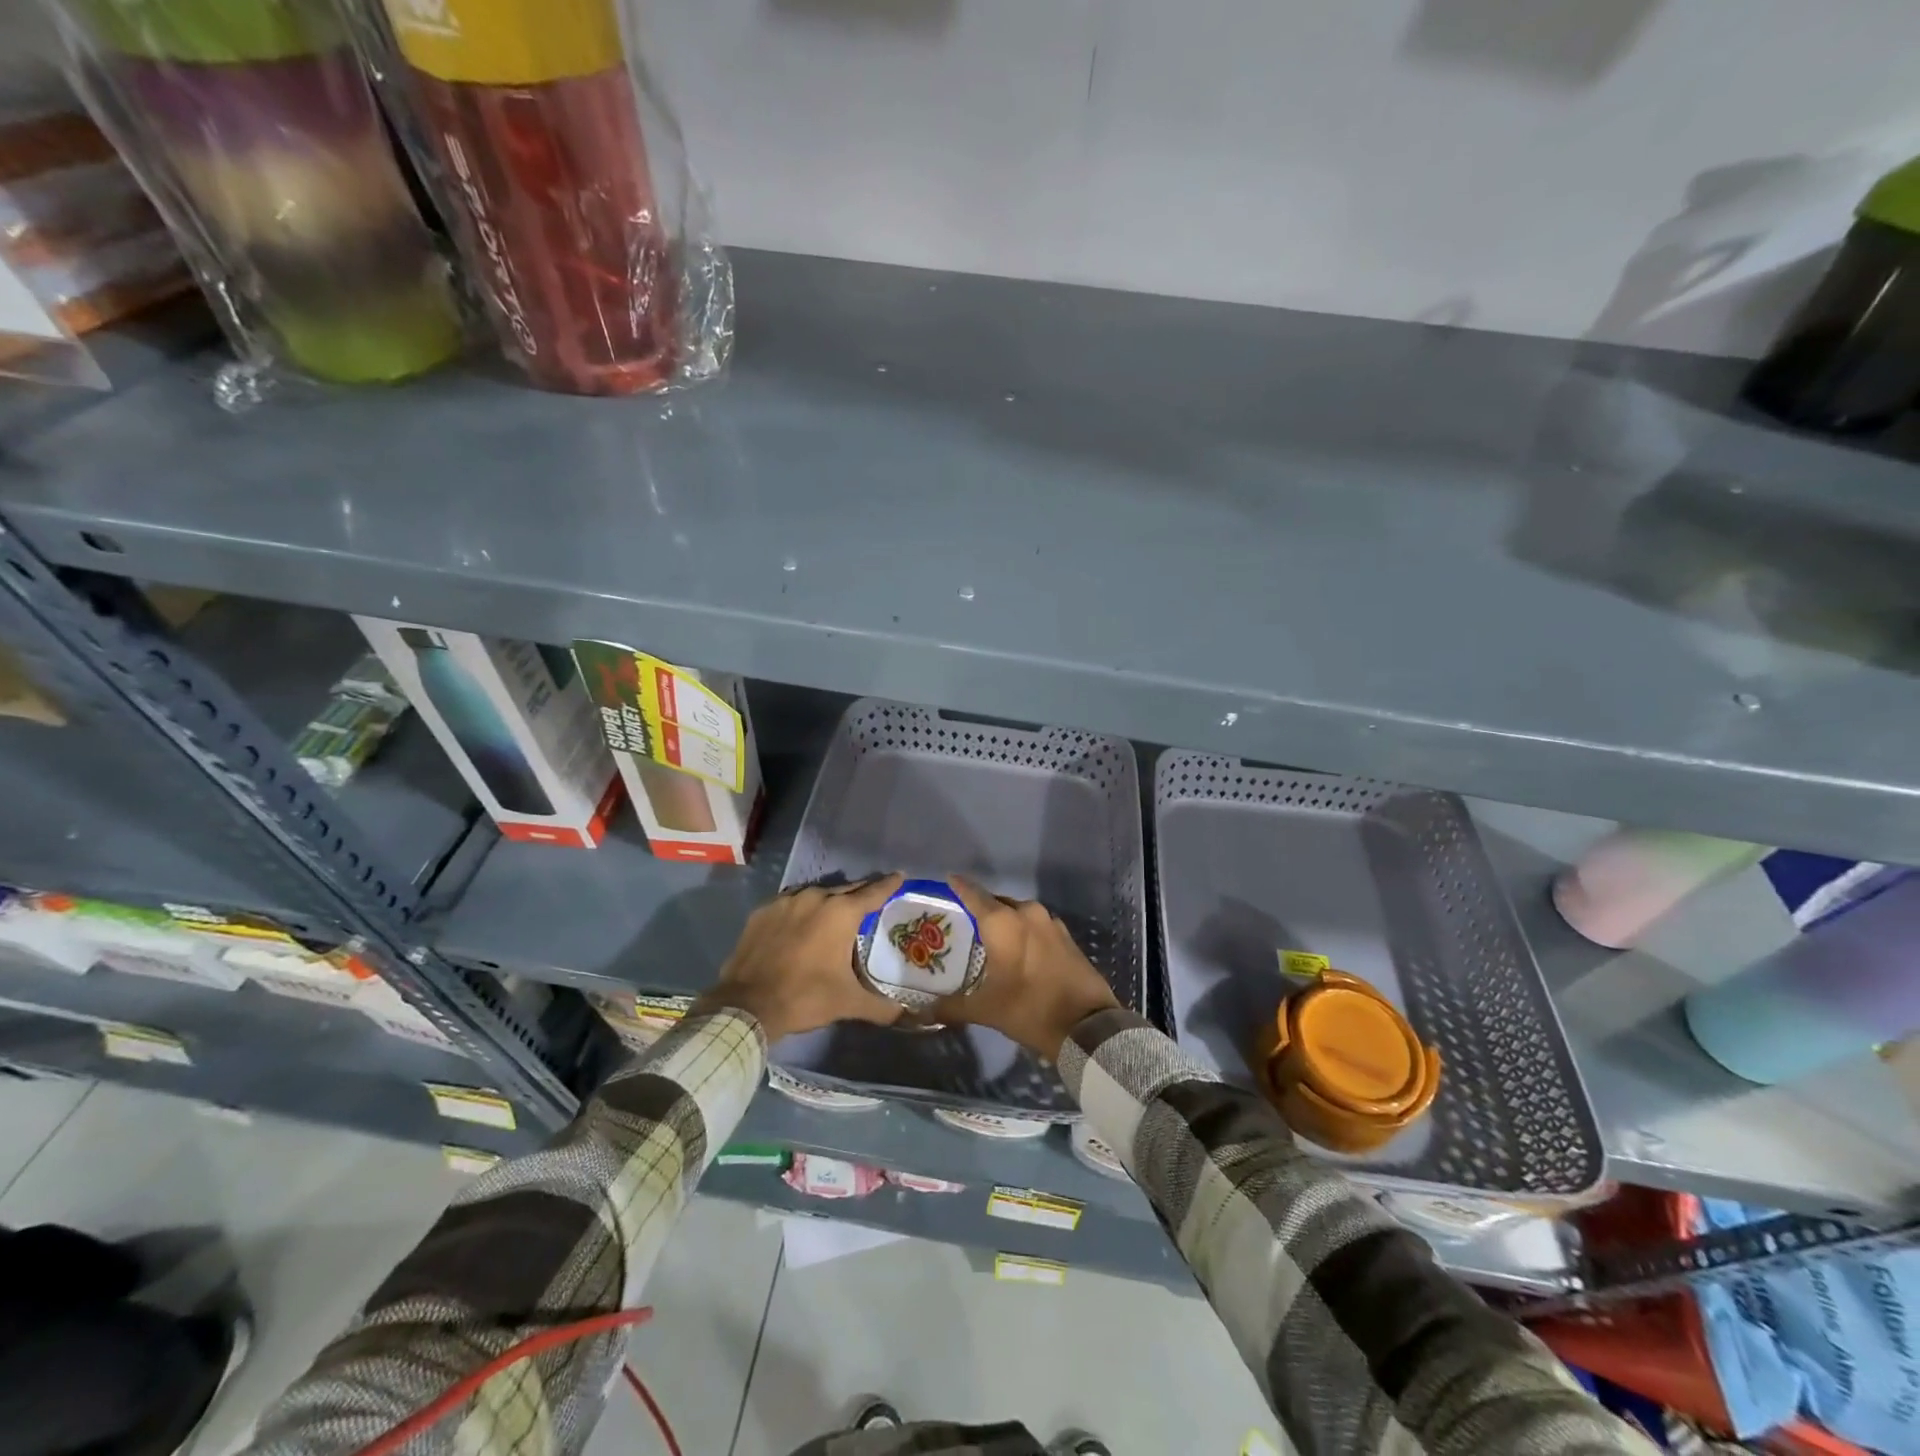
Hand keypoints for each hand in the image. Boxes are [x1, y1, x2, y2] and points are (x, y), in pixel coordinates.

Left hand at [693, 874, 906, 1041]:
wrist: (746, 1005)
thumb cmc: (805, 997)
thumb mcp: (848, 1003)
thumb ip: (881, 1007)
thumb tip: (906, 1016)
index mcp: (841, 913)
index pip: (873, 893)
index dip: (889, 885)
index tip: (899, 876)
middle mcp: (815, 898)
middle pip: (845, 890)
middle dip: (859, 894)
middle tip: (870, 900)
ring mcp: (785, 902)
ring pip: (815, 895)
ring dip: (828, 902)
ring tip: (835, 914)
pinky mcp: (762, 912)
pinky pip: (790, 904)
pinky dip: (800, 911)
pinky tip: (801, 925)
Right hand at [926, 877, 1119, 1059]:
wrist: (1087, 1025)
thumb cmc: (1030, 1009)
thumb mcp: (987, 1010)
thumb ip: (952, 1007)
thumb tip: (926, 1011)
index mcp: (1003, 922)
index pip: (973, 894)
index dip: (958, 886)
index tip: (947, 880)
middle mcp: (1026, 913)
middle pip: (996, 903)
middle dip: (980, 910)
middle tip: (963, 924)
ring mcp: (1050, 923)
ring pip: (1018, 914)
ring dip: (1004, 922)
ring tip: (989, 940)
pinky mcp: (1066, 936)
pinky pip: (1036, 926)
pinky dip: (1023, 933)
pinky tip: (1017, 950)